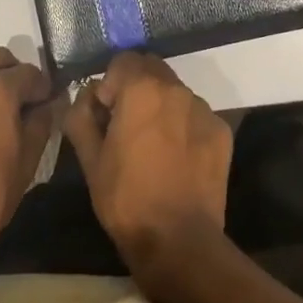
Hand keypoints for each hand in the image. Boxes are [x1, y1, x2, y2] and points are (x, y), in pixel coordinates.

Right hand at [63, 51, 232, 273]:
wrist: (179, 242)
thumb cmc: (127, 198)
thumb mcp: (89, 159)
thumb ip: (81, 115)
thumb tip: (87, 96)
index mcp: (142, 88)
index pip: (122, 60)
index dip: (109, 84)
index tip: (107, 115)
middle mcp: (176, 88)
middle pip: (151, 70)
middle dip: (136, 88)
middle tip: (127, 126)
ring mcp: (203, 108)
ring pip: (175, 92)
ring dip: (161, 106)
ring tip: (154, 146)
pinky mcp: (221, 131)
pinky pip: (195, 114)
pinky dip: (183, 125)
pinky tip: (177, 158)